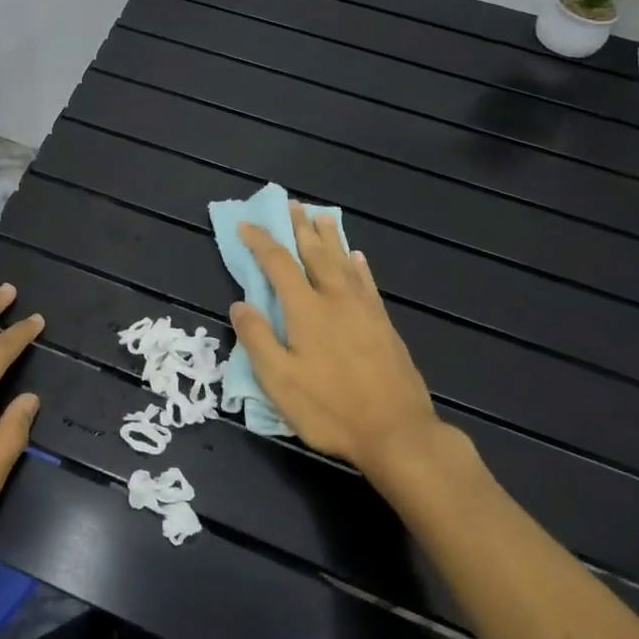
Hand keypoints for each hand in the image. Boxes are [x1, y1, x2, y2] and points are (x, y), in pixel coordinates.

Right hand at [230, 204, 444, 475]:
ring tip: (322, 216)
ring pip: (343, 261)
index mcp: (306, 309)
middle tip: (291, 204)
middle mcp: (335, 299)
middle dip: (300, 227)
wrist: (399, 433)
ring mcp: (364, 310)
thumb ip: (257, 338)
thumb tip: (239, 303)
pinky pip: (367, 282)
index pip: (278, 263)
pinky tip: (357, 257)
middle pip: (315, 253)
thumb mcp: (279, 381)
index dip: (260, 241)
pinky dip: (358, 265)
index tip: (246, 224)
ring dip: (330, 237)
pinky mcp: (384, 325)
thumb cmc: (331, 408)